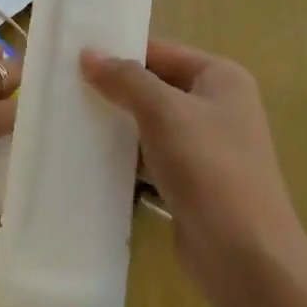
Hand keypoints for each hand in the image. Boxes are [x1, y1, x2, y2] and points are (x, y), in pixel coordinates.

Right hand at [81, 39, 306, 293]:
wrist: (244, 255)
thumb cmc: (209, 168)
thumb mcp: (164, 112)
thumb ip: (126, 79)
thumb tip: (88, 53)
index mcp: (221, 78)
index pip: (162, 51)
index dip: (120, 51)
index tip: (73, 55)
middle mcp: (217, 107)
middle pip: (155, 87)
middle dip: (114, 90)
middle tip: (63, 88)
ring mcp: (205, 147)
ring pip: (150, 125)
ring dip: (116, 125)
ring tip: (66, 120)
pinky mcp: (191, 182)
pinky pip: (151, 159)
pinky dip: (125, 158)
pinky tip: (88, 159)